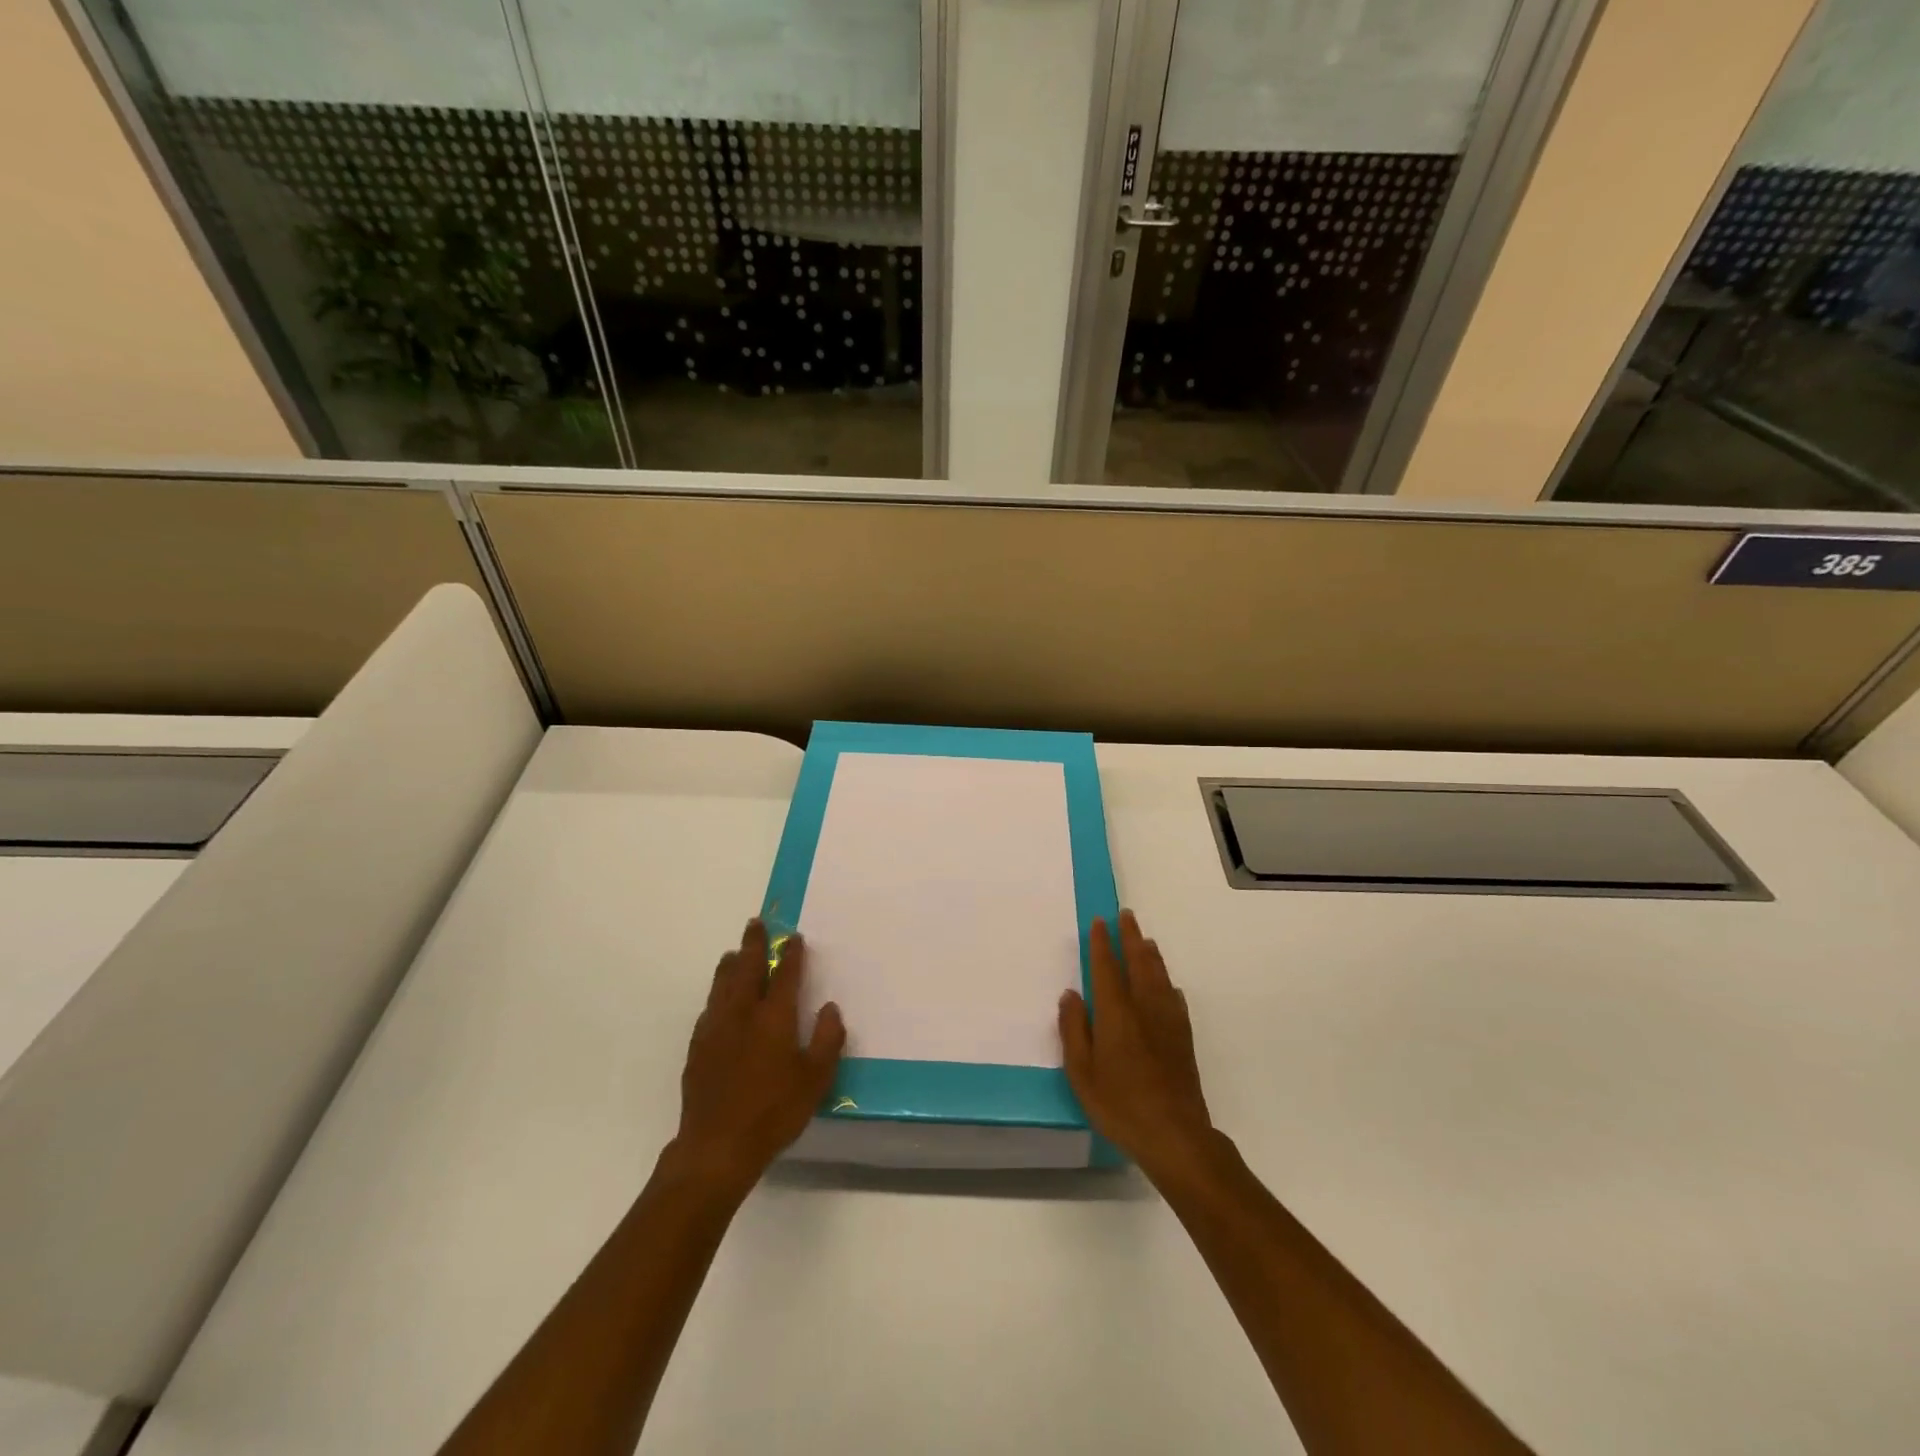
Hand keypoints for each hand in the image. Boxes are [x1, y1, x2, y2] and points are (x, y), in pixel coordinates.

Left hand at [669, 919, 844, 1197]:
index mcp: (774, 1018)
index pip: (784, 975)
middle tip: (755, 924)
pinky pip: (708, 1010)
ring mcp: (715, 1030)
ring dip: (730, 965)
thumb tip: (830, 1008)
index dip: (791, 954)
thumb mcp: (815, 1080)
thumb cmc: (774, 1112)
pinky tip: (717, 1002)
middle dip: (753, 945)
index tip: (794, 937)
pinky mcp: (698, 1050)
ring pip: (722, 986)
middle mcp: (742, 1015)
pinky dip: (715, 996)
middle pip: (746, 969)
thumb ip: (826, 1040)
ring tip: (733, 953)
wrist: (717, 1147)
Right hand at [1058, 911, 1216, 1183]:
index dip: (1101, 943)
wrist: (1175, 1135)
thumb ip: (1074, 1030)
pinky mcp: (1183, 1038)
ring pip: (1159, 976)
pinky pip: (1174, 999)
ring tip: (1145, 939)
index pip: (1106, 968)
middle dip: (1130, 937)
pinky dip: (1167, 984)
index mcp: (1115, 1014)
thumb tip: (1071, 994)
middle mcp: (1144, 1008)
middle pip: (1138, 963)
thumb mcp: (1082, 1073)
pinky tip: (1168, 985)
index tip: (1099, 922)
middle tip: (1126, 915)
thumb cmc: (1120, 1105)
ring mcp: (1167, 1022)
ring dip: (1150, 954)